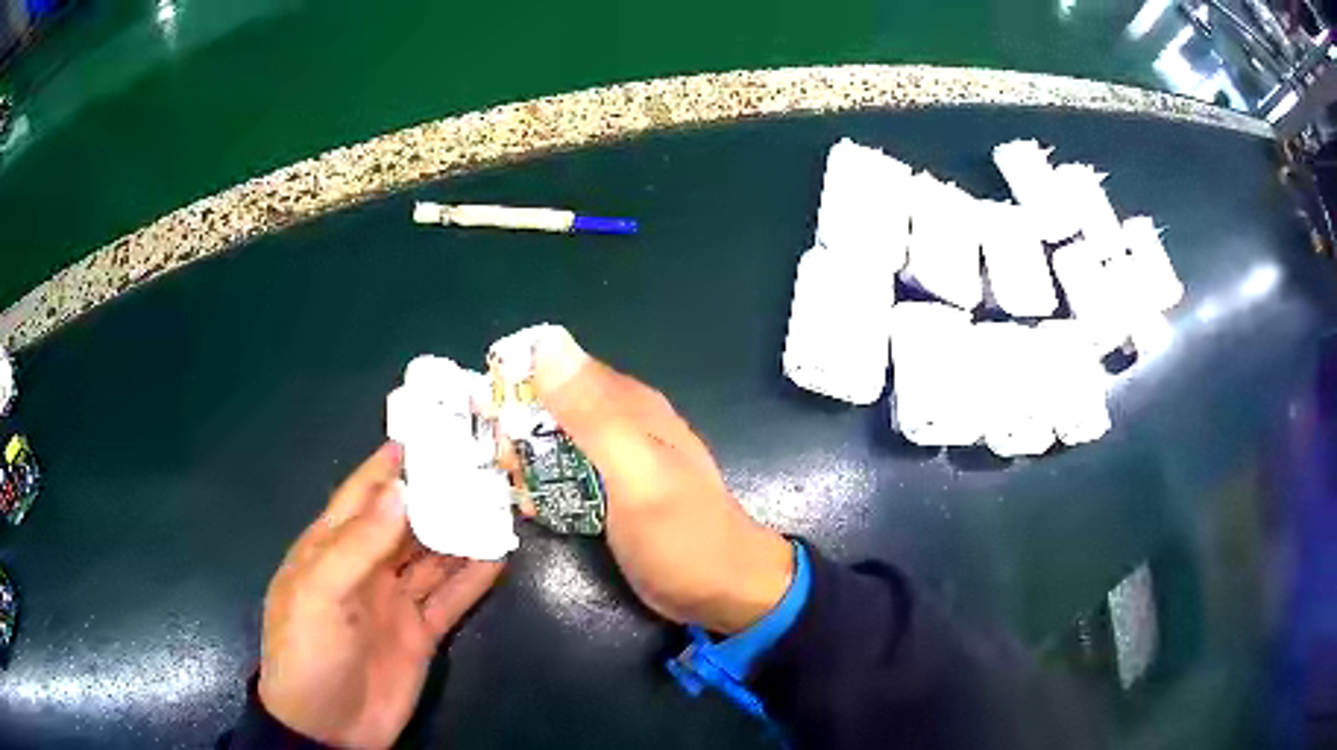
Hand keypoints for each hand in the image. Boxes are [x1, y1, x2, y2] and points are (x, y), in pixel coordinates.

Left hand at [259, 442, 503, 748]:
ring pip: (433, 557)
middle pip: (405, 522)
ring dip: (460, 532)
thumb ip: (359, 545)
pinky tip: (499, 557)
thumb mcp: (321, 595)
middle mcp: (366, 568)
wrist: (328, 729)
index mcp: (330, 548)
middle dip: (435, 494)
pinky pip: (451, 599)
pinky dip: (474, 579)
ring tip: (498, 503)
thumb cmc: (308, 652)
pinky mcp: (421, 634)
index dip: (388, 465)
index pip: (361, 494)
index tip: (425, 433)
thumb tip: (400, 489)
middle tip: (477, 464)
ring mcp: (396, 602)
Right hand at [531, 331, 793, 634]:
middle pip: (551, 406)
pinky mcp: (611, 493)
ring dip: (527, 461)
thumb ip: (592, 413)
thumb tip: (546, 342)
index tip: (484, 415)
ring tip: (513, 489)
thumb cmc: (682, 535)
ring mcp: (616, 461)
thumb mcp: (636, 473)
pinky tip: (533, 508)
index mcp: (629, 405)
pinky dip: (544, 486)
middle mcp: (621, 423)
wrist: (724, 592)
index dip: (516, 384)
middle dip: (517, 430)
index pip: (557, 368)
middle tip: (502, 465)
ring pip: (554, 442)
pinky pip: (565, 475)